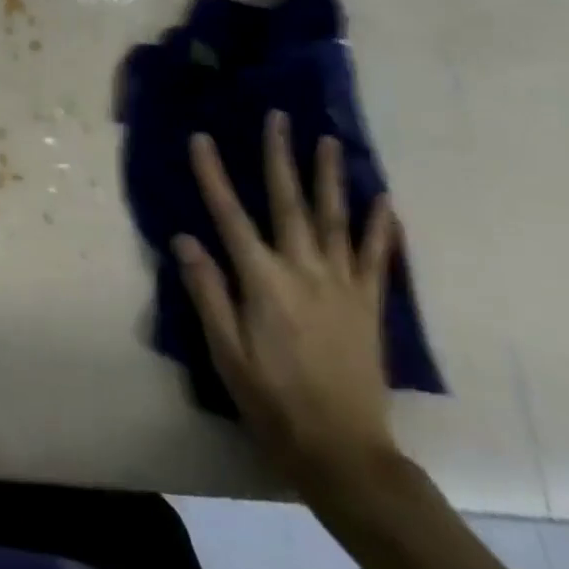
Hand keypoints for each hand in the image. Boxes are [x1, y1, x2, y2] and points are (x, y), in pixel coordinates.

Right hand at [175, 112, 400, 498]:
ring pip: (334, 219)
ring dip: (329, 176)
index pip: (230, 215)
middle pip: (288, 202)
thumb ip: (207, 291)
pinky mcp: (368, 305)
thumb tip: (184, 238)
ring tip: (328, 140)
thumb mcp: (226, 351)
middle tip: (278, 116)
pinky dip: (380, 227)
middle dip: (279, 156)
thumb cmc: (272, 400)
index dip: (213, 174)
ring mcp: (341, 286)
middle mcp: (303, 271)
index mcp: (263, 281)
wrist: (343, 451)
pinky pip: (376, 258)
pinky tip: (384, 200)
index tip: (201, 137)